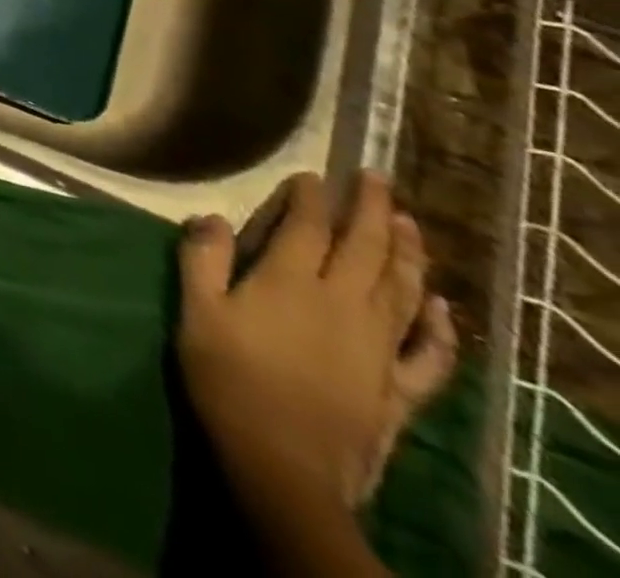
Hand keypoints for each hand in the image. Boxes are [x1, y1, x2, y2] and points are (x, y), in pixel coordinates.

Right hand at [177, 172, 457, 514]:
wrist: (283, 461)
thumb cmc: (228, 375)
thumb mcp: (197, 311)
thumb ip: (202, 259)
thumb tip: (211, 217)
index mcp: (291, 282)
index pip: (307, 228)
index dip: (310, 199)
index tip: (312, 175)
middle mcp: (342, 304)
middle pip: (365, 249)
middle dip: (371, 210)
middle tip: (375, 177)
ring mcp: (377, 346)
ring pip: (402, 289)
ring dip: (408, 253)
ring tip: (409, 222)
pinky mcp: (396, 386)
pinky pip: (429, 352)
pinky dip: (439, 326)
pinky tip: (441, 307)